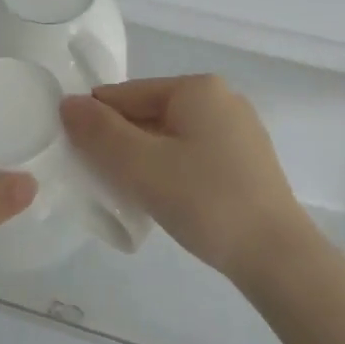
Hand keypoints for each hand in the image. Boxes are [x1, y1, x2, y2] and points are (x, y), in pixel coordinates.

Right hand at [59, 76, 311, 283]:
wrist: (276, 255)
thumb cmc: (204, 201)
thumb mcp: (141, 166)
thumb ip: (100, 132)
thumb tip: (68, 103)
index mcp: (197, 88)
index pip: (127, 94)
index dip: (96, 121)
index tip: (75, 155)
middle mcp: (221, 98)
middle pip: (150, 113)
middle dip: (121, 142)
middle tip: (100, 180)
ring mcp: (239, 130)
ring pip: (171, 136)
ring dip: (144, 159)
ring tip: (130, 193)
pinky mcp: (247, 161)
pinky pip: (193, 153)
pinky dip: (171, 169)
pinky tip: (165, 198)